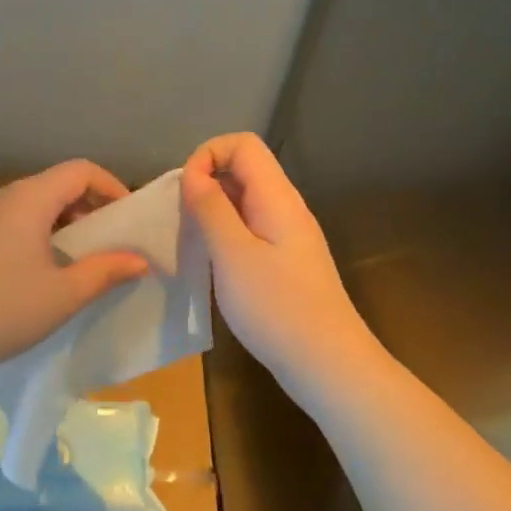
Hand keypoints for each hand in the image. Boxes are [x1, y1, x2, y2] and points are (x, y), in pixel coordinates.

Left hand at [0, 160, 149, 381]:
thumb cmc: (5, 308)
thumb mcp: (65, 293)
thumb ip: (106, 271)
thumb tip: (140, 260)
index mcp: (31, 198)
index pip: (81, 170)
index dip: (111, 187)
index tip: (129, 219)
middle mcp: (8, 196)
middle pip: (59, 183)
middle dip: (92, 205)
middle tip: (115, 239)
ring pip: (39, 202)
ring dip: (68, 220)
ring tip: (88, 255)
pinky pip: (21, 219)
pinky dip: (45, 230)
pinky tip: (51, 267)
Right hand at [182, 133, 379, 403]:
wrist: (329, 365)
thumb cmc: (278, 307)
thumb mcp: (233, 255)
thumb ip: (211, 209)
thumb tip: (193, 175)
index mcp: (277, 197)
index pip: (243, 144)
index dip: (208, 155)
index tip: (186, 190)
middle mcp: (286, 207)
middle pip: (244, 168)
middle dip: (206, 181)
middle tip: (182, 217)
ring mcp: (288, 234)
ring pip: (244, 199)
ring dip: (213, 209)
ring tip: (192, 240)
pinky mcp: (285, 260)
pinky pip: (249, 227)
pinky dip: (225, 233)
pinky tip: (213, 262)